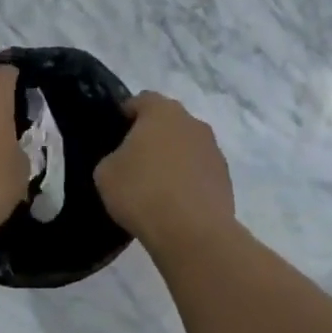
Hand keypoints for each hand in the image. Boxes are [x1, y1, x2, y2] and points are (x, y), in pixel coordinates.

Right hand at [95, 92, 235, 252]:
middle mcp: (193, 123)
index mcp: (162, 112)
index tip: (115, 133)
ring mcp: (213, 151)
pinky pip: (199, 172)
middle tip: (132, 161)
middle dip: (152, 136)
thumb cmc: (142, 192)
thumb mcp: (106, 172)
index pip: (142, 100)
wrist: (192, 232)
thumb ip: (113, 157)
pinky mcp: (225, 179)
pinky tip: (174, 203)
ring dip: (172, 158)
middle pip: (168, 122)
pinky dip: (187, 181)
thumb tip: (125, 160)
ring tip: (155, 186)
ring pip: (186, 147)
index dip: (126, 113)